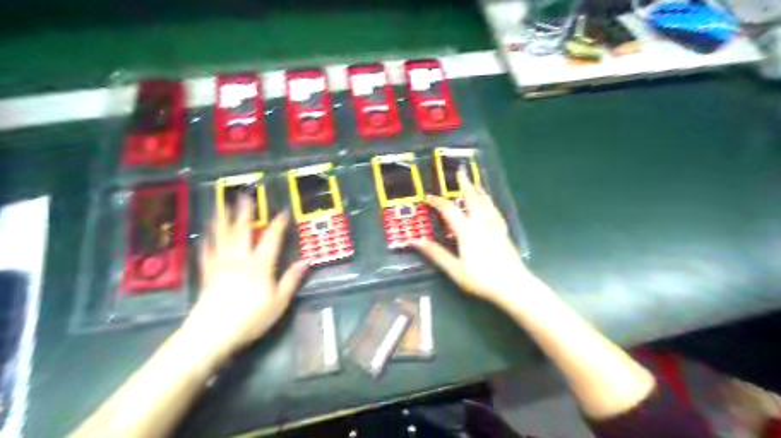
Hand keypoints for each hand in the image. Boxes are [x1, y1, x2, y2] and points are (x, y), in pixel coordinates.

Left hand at [180, 198, 308, 362]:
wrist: (212, 334)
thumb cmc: (251, 318)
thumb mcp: (279, 302)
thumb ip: (291, 279)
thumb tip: (306, 262)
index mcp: (259, 265)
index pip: (271, 239)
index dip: (278, 224)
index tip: (283, 211)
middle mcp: (239, 259)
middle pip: (242, 231)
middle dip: (244, 213)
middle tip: (243, 196)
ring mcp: (221, 265)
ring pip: (222, 238)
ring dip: (222, 221)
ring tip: (221, 207)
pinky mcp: (208, 275)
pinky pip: (207, 255)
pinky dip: (207, 244)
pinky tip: (205, 237)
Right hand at [415, 170, 537, 306]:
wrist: (513, 285)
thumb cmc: (481, 278)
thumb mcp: (454, 269)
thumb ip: (435, 253)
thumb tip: (415, 241)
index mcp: (467, 230)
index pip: (449, 210)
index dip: (437, 202)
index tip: (427, 197)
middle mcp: (481, 223)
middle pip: (472, 198)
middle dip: (464, 183)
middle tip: (461, 170)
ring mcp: (495, 226)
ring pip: (485, 202)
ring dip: (478, 190)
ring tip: (475, 182)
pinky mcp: (503, 232)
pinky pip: (495, 211)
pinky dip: (490, 202)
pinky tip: (490, 204)